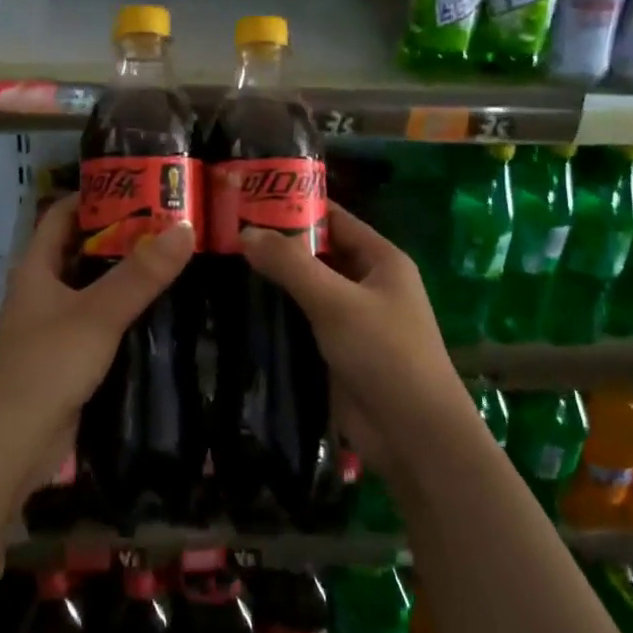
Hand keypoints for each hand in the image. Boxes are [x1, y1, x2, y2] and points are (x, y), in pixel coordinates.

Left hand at [0, 195, 195, 490]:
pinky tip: (165, 311)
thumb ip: (141, 274)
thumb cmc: (45, 366)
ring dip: (129, 277)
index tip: (141, 186)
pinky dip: (128, 313)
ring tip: (179, 260)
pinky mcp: (71, 359)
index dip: (95, 195)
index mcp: (37, 268)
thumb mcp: (97, 314)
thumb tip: (186, 227)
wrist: (10, 446)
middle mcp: (44, 291)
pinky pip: (103, 324)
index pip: (62, 214)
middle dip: (123, 236)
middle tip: (174, 223)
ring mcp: (56, 326)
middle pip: (84, 250)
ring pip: (96, 289)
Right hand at [240, 205, 467, 476]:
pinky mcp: (334, 350)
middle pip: (316, 253)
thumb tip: (244, 232)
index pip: (333, 218)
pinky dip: (275, 313)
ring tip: (220, 264)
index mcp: (380, 259)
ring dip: (271, 280)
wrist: (413, 435)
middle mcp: (367, 283)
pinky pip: (300, 321)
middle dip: (276, 243)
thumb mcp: (336, 301)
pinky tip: (236, 307)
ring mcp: (351, 319)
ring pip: (305, 288)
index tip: (248, 197)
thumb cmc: (385, 354)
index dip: (294, 204)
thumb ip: (291, 264)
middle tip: (223, 232)